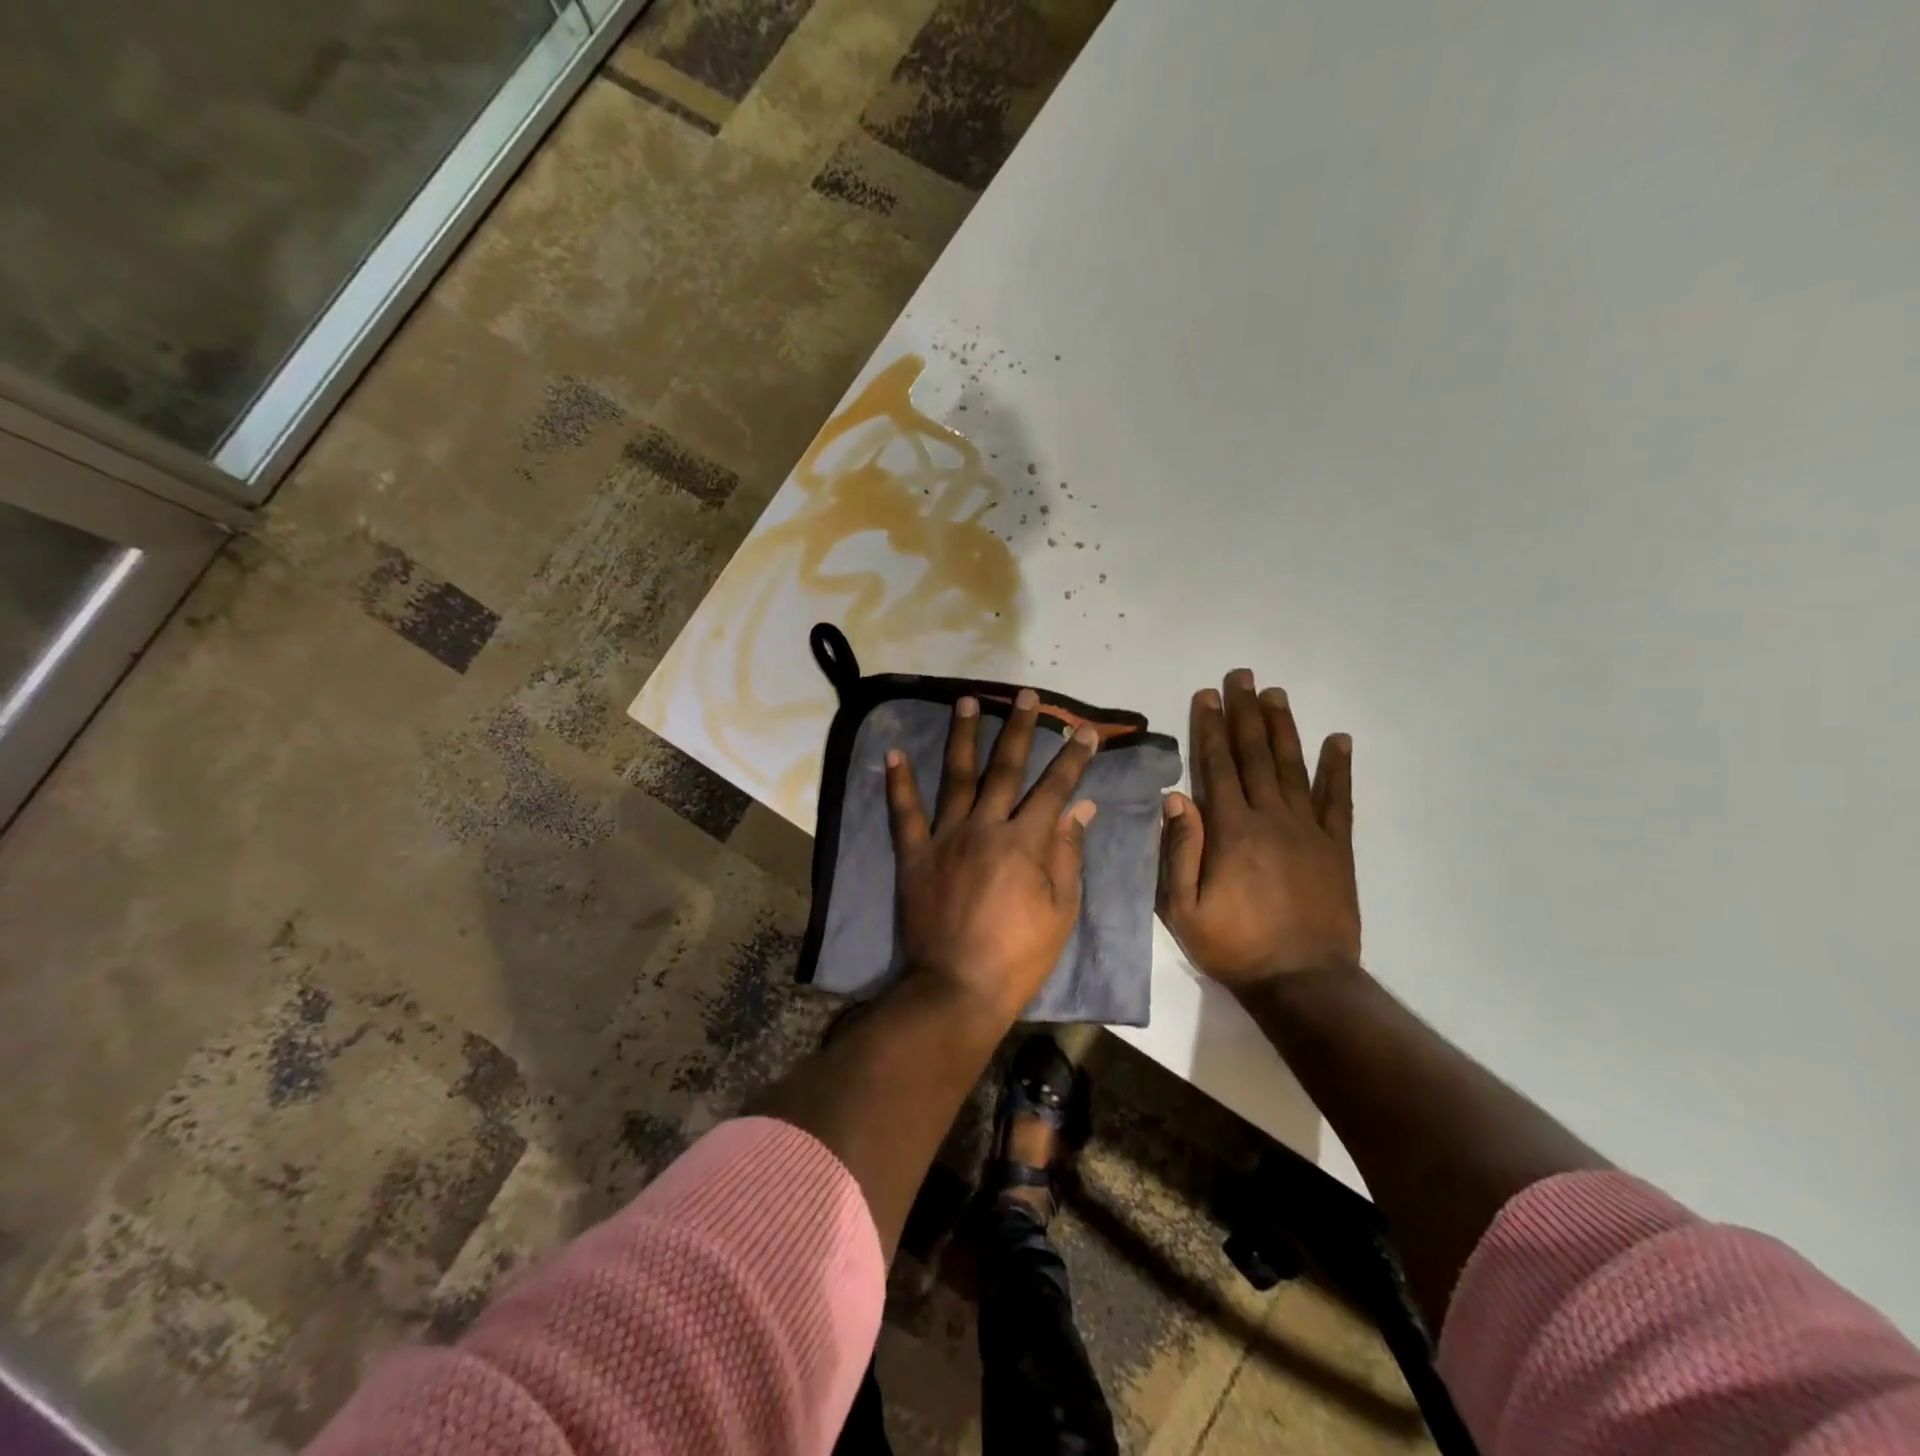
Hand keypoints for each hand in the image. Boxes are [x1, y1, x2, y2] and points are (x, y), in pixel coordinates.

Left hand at [887, 689, 1099, 1020]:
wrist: (958, 986)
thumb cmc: (1019, 954)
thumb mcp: (1061, 910)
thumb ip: (1068, 853)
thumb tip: (1080, 807)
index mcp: (1025, 841)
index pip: (1054, 788)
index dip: (1072, 757)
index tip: (1083, 730)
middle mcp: (985, 826)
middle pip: (1005, 768)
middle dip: (1019, 729)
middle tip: (1025, 695)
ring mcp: (946, 837)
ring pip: (956, 777)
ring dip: (962, 736)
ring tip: (966, 701)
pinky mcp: (915, 855)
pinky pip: (905, 813)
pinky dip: (898, 783)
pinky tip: (893, 753)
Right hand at [1158, 670, 1358, 991]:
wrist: (1302, 981)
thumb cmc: (1234, 945)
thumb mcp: (1183, 908)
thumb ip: (1178, 850)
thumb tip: (1175, 797)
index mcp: (1231, 830)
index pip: (1217, 766)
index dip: (1210, 728)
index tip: (1206, 695)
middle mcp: (1271, 818)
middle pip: (1255, 755)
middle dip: (1245, 713)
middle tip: (1242, 676)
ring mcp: (1309, 830)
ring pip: (1293, 767)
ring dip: (1282, 728)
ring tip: (1276, 694)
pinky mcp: (1337, 847)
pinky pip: (1339, 800)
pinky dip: (1339, 768)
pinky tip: (1339, 740)